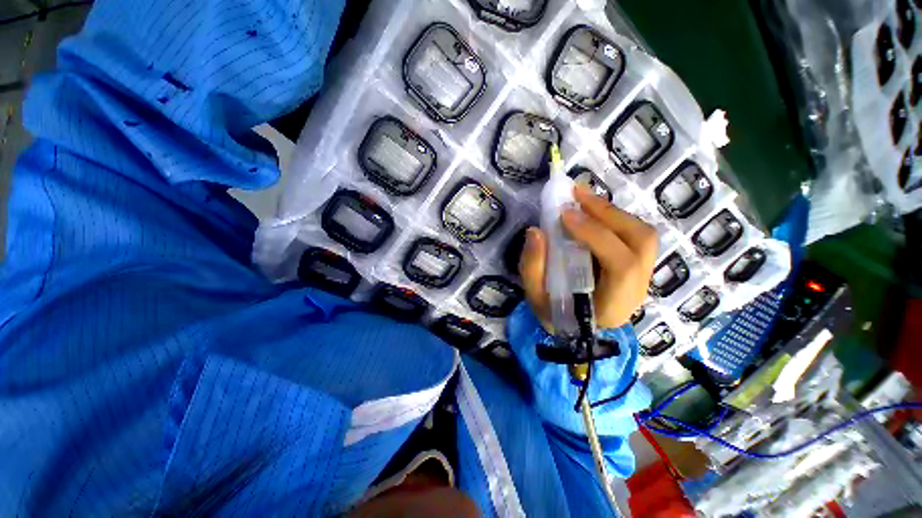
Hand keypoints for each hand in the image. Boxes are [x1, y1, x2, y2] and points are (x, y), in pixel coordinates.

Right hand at [519, 184, 657, 330]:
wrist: (577, 329)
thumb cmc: (556, 315)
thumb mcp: (535, 297)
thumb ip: (533, 267)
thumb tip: (535, 231)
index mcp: (614, 305)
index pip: (621, 266)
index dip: (596, 235)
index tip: (565, 215)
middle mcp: (637, 289)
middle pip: (641, 242)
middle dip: (609, 213)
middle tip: (577, 195)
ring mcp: (642, 276)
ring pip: (642, 235)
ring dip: (612, 212)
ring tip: (583, 199)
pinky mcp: (638, 265)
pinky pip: (634, 235)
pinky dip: (613, 218)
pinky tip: (591, 211)